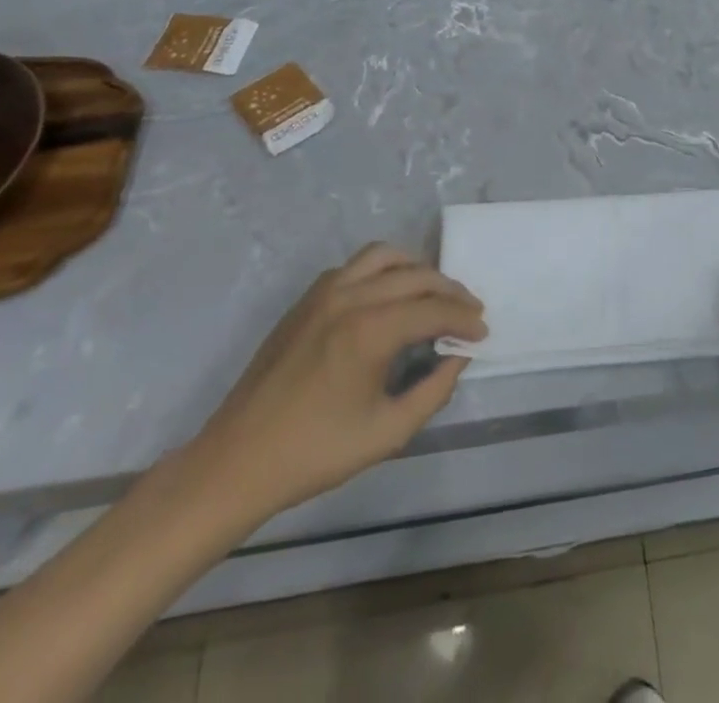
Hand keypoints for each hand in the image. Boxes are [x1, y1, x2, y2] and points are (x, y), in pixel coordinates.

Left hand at [185, 244, 485, 523]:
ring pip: (385, 256)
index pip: (434, 309)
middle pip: (416, 276)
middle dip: (450, 291)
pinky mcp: (306, 299)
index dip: (464, 319)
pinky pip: (355, 266)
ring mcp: (324, 293)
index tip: (482, 333)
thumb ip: (433, 390)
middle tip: (469, 312)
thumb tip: (458, 356)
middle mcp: (350, 298)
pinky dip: (382, 270)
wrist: (236, 462)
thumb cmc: (314, 453)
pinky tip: (389, 296)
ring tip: (433, 293)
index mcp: (370, 331)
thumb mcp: (387, 433)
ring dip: (417, 269)